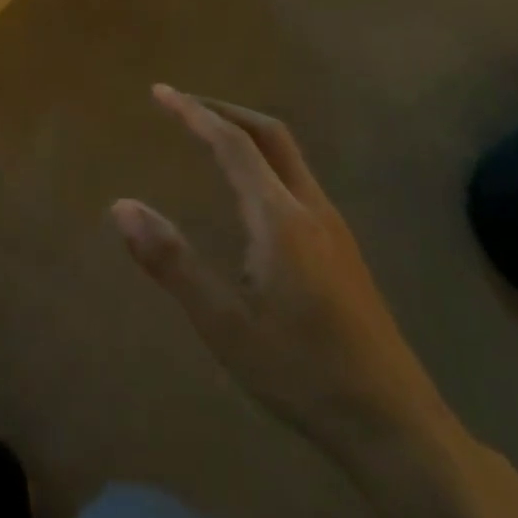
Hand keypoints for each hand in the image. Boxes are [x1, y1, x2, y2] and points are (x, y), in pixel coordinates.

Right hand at [111, 86, 452, 467]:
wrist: (395, 425)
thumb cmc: (301, 373)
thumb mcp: (223, 323)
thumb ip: (172, 262)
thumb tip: (122, 206)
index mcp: (280, 219)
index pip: (234, 145)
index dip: (194, 114)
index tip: (160, 93)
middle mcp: (312, 211)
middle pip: (272, 136)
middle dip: (225, 111)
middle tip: (182, 105)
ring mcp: (335, 230)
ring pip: (290, 157)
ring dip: (247, 134)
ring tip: (208, 137)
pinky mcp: (343, 251)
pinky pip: (298, 181)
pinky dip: (264, 161)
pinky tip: (248, 192)